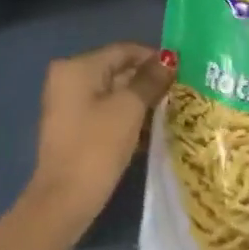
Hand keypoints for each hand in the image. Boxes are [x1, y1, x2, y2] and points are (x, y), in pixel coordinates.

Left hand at [24, 42, 174, 229]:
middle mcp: (68, 78)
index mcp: (77, 66)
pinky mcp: (73, 126)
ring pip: (113, 92)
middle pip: (118, 70)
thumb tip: (170, 59)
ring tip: (171, 112)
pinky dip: (126, 116)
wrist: (65, 199)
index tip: (183, 72)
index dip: (154, 58)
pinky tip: (150, 130)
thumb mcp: (130, 109)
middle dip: (148, 81)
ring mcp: (68, 104)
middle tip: (180, 93)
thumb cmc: (97, 146)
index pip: (124, 50)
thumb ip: (150, 80)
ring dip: (140, 101)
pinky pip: (105, 110)